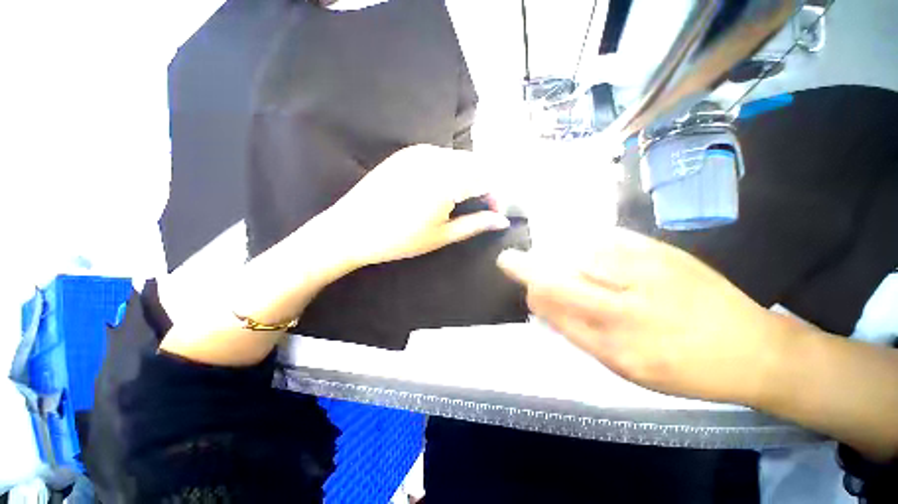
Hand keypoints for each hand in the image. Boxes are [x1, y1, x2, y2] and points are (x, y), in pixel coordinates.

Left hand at [327, 145, 509, 266]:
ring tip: (462, 201)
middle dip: (484, 185)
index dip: (496, 197)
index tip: (494, 214)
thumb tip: (501, 220)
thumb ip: (475, 224)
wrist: (350, 230)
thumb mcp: (441, 236)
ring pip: (458, 158)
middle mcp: (435, 158)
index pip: (487, 179)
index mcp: (446, 180)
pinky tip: (441, 189)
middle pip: (475, 164)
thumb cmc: (398, 239)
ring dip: (468, 177)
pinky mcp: (406, 153)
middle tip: (480, 209)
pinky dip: (450, 170)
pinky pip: (440, 156)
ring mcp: (418, 151)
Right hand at [497, 227, 791, 405]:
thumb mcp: (625, 368)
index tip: (520, 280)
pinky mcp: (660, 251)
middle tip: (510, 260)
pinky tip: (585, 248)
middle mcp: (624, 309)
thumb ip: (579, 333)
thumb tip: (545, 304)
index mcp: (614, 346)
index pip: (552, 308)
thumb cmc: (684, 368)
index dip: (530, 290)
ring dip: (555, 254)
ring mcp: (645, 275)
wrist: (752, 349)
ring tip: (554, 257)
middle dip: (524, 267)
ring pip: (575, 254)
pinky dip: (584, 241)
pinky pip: (605, 238)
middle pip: (556, 279)